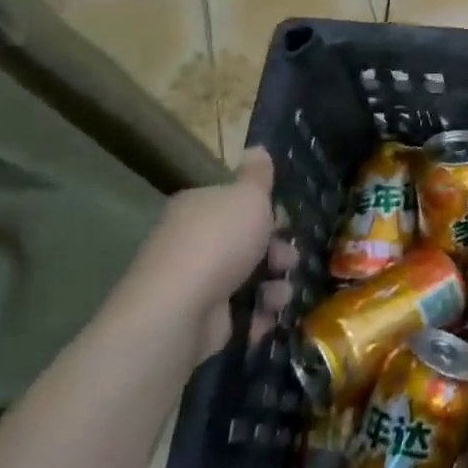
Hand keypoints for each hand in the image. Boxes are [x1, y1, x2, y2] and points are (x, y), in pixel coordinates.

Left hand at [125, 148, 296, 360]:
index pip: (236, 204)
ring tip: (279, 296)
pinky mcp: (201, 320)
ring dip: (274, 287)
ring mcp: (195, 283)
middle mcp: (192, 241)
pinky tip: (266, 318)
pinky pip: (240, 313)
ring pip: (248, 279)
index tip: (285, 223)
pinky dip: (257, 316)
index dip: (266, 212)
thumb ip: (258, 175)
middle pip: (247, 242)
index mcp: (199, 207)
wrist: (180, 308)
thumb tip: (257, 147)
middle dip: (277, 252)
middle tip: (288, 261)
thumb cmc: (219, 241)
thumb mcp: (248, 196)